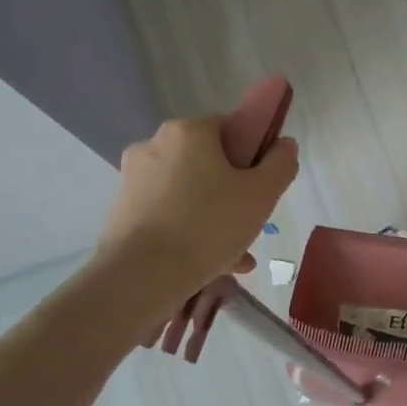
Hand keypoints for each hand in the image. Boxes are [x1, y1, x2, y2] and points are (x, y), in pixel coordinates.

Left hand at [95, 117, 298, 354]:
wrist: (140, 276)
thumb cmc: (208, 226)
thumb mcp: (262, 194)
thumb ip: (280, 163)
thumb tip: (284, 144)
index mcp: (188, 131)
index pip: (231, 129)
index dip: (253, 156)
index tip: (263, 187)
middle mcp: (154, 145)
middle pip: (210, 163)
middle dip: (234, 193)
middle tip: (252, 225)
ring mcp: (133, 178)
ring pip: (191, 192)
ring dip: (216, 217)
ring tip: (236, 256)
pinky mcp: (122, 209)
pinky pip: (170, 213)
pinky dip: (190, 231)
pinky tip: (211, 263)